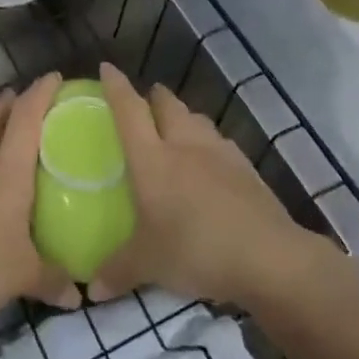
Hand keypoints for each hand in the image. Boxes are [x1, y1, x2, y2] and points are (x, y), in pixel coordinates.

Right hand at [90, 63, 317, 306]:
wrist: (268, 257)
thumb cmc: (196, 249)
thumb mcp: (148, 265)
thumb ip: (117, 271)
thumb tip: (90, 289)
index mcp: (153, 159)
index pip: (129, 111)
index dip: (116, 87)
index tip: (107, 68)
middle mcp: (184, 145)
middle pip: (167, 105)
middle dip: (154, 97)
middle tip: (144, 102)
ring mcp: (220, 153)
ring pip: (197, 119)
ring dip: (183, 117)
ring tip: (176, 130)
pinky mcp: (247, 168)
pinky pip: (220, 143)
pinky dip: (209, 144)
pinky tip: (210, 164)